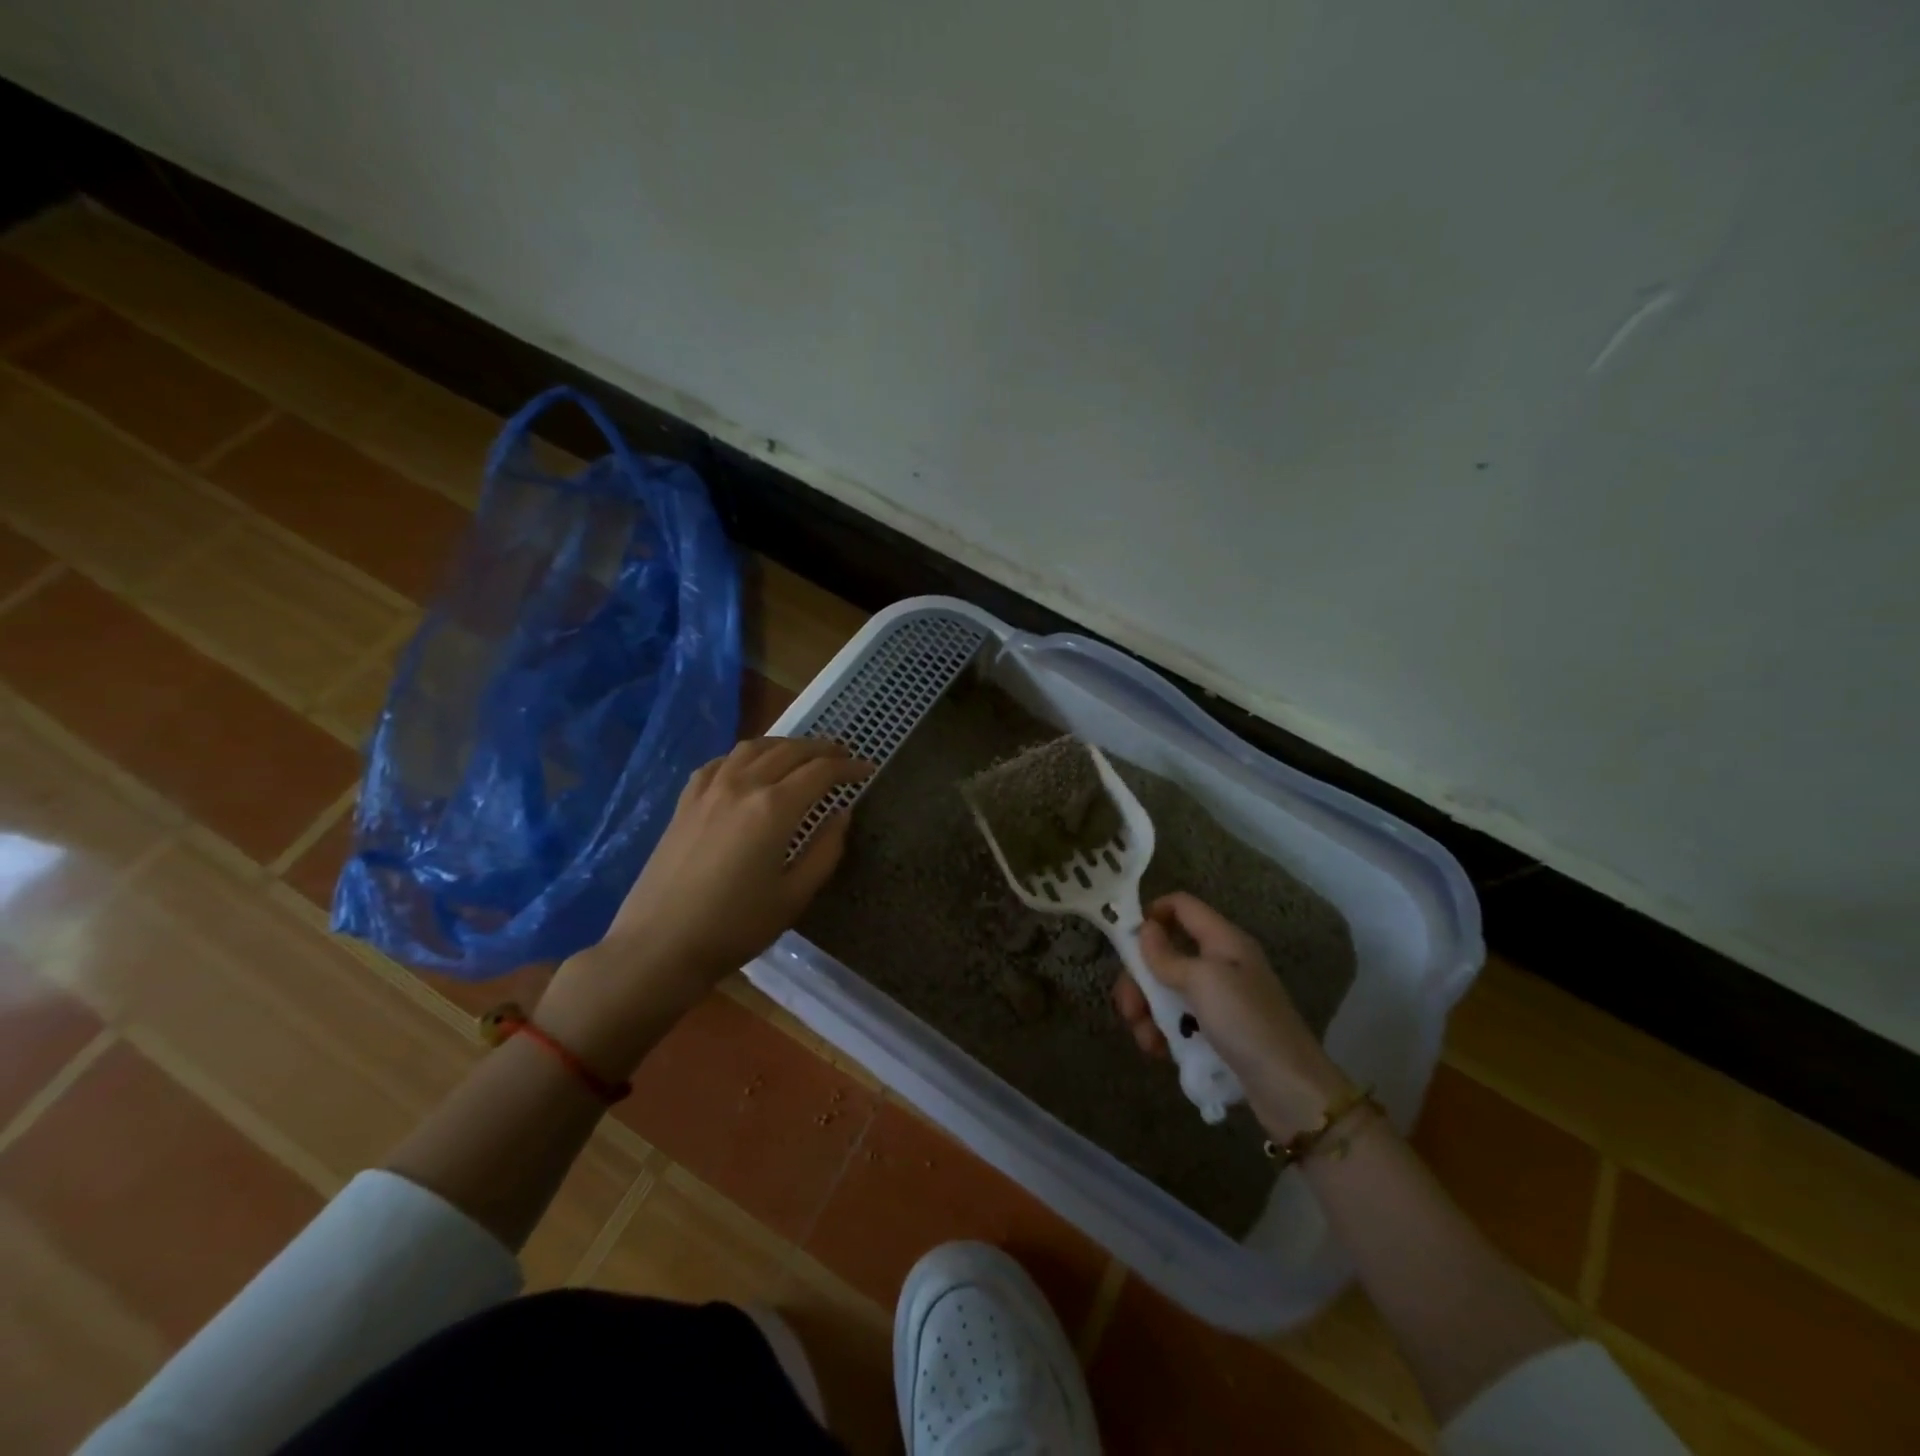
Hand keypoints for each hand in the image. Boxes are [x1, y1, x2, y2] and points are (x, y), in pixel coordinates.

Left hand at [537, 737, 869, 1075]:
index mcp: (774, 808)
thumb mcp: (793, 896)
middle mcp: (742, 785)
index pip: (821, 772)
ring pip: (753, 747)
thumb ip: (825, 850)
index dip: (849, 768)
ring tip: (802, 755)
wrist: (658, 946)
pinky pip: (720, 762)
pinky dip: (745, 756)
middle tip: (843, 757)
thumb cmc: (735, 927)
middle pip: (790, 750)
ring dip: (785, 744)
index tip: (868, 770)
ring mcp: (709, 789)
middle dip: (822, 749)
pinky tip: (749, 768)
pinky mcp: (685, 801)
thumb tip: (841, 814)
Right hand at [1116, 891, 1350, 1136]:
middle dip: (1140, 979)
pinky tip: (1158, 1051)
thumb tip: (1144, 929)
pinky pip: (1180, 1021)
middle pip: (1167, 953)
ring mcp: (1220, 1000)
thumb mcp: (1203, 981)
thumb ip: (1168, 955)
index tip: (1125, 940)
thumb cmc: (1246, 1022)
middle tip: (1128, 1007)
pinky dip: (1164, 1033)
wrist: (1291, 1091)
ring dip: (1148, 1011)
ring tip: (1146, 1038)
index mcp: (1224, 940)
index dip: (1152, 914)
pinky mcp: (1218, 1032)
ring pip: (1168, 991)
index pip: (1182, 906)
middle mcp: (1221, 964)